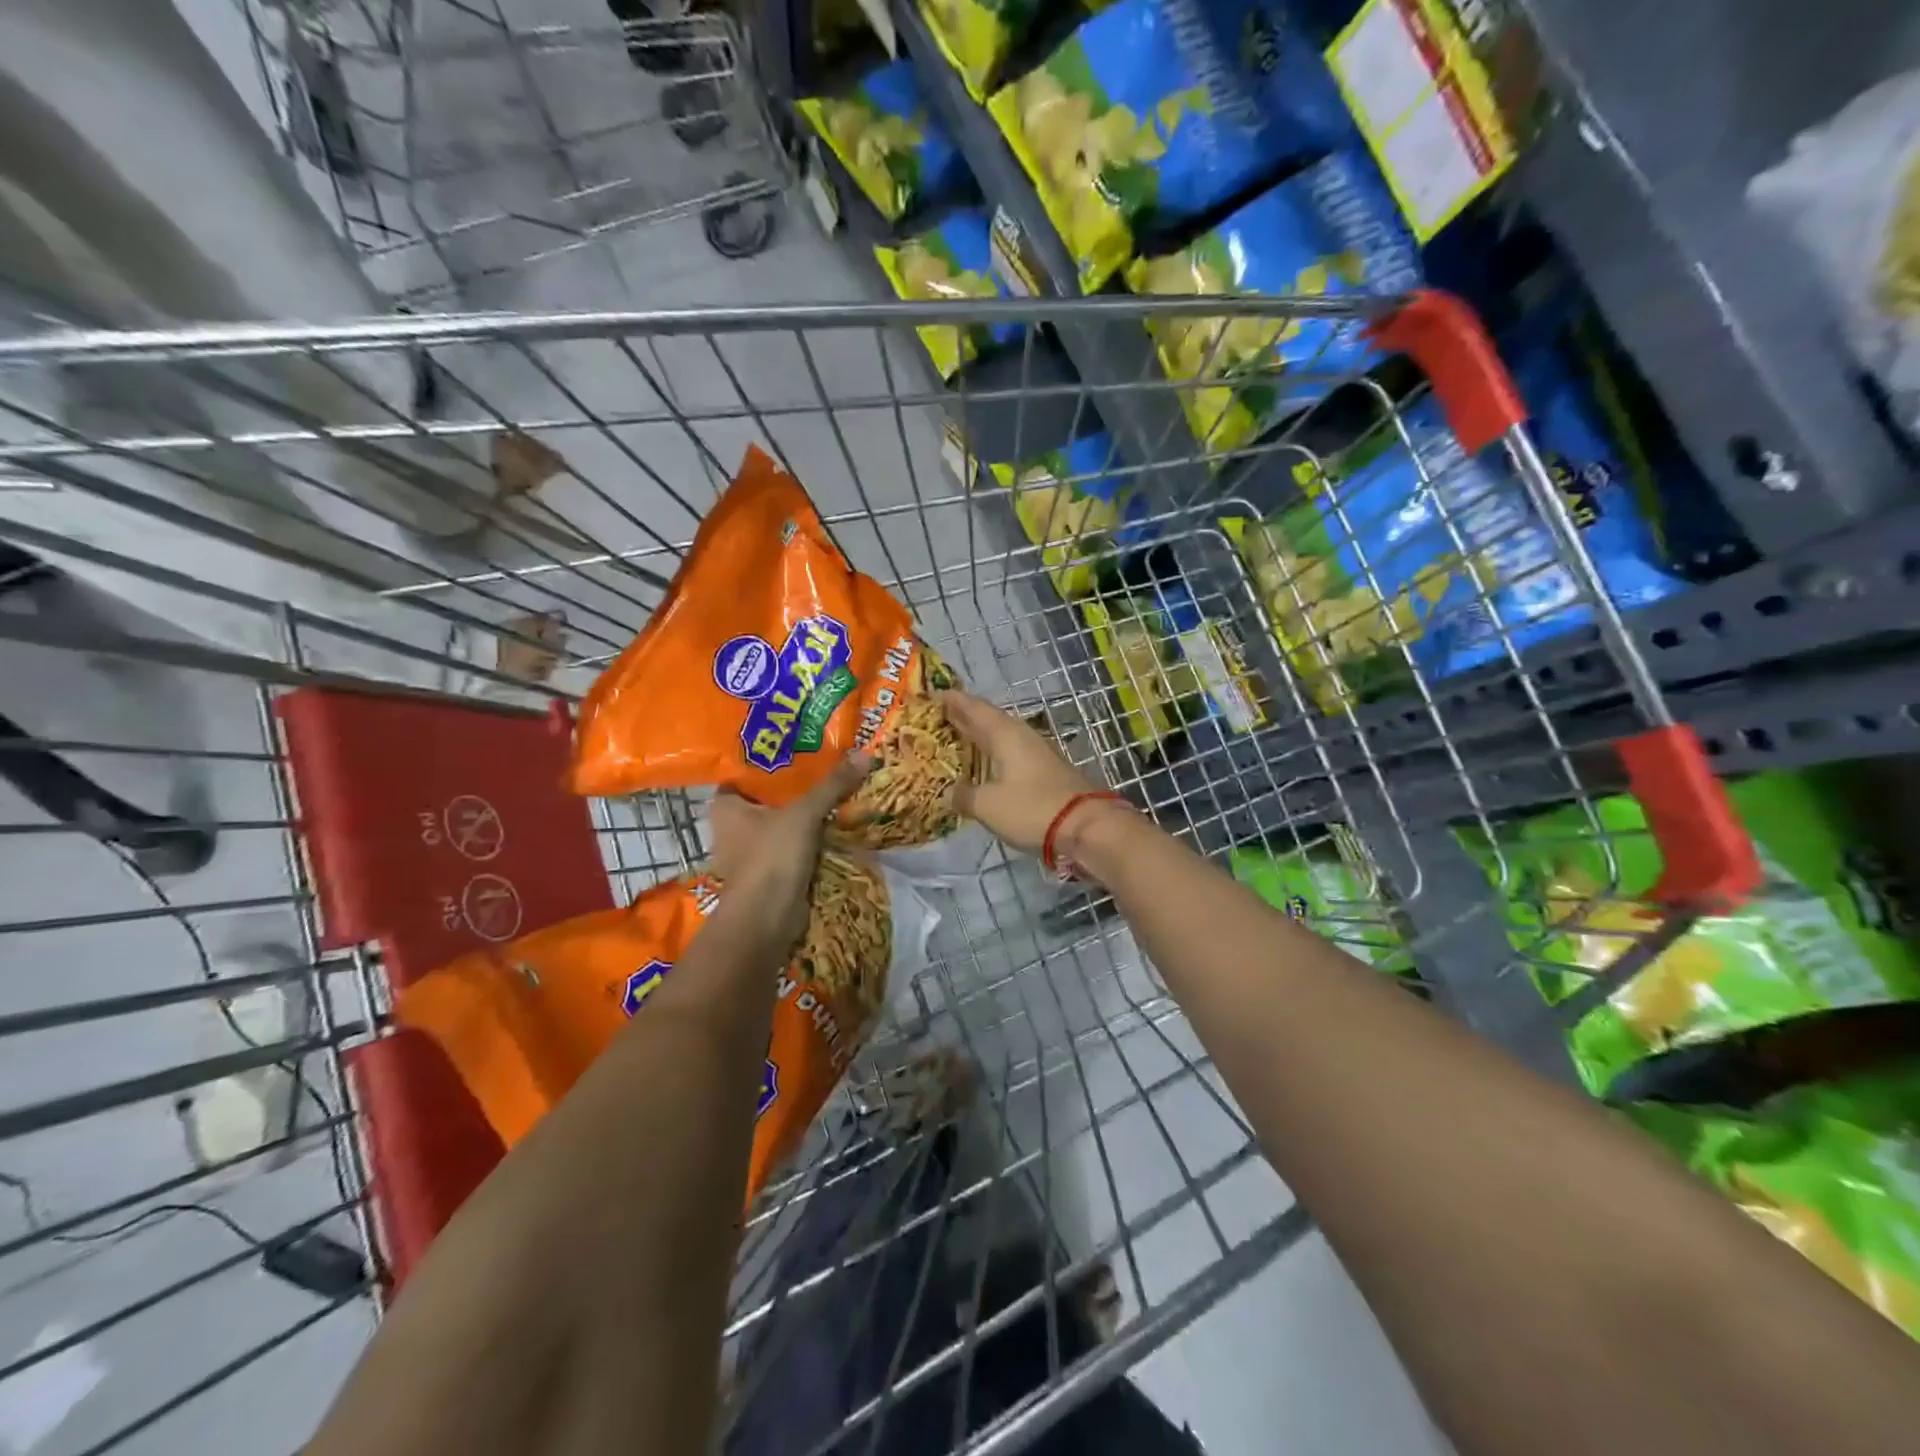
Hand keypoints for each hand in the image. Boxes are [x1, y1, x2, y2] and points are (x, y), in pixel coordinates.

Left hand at [705, 754, 872, 952]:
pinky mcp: (769, 870)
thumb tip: (864, 755)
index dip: (771, 756)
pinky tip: (834, 819)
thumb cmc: (772, 856)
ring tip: (836, 785)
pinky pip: (792, 843)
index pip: (745, 770)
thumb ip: (832, 784)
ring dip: (805, 810)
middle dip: (795, 783)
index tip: (800, 742)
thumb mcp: (804, 813)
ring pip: (782, 820)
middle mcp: (732, 826)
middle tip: (827, 760)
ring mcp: (750, 851)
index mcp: (725, 805)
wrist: (767, 918)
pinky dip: (809, 835)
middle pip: (768, 795)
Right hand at [939, 690, 1107, 855]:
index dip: (953, 700)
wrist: (1086, 826)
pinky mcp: (1044, 772)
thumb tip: (950, 794)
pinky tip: (983, 766)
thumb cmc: (1032, 808)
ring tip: (955, 739)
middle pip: (987, 720)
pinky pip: (1010, 755)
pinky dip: (992, 756)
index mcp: (1004, 733)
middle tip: (937, 716)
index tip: (933, 694)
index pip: (974, 708)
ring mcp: (1035, 753)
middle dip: (963, 717)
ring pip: (1000, 737)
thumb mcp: (988, 805)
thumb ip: (965, 796)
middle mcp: (1020, 736)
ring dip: (978, 737)